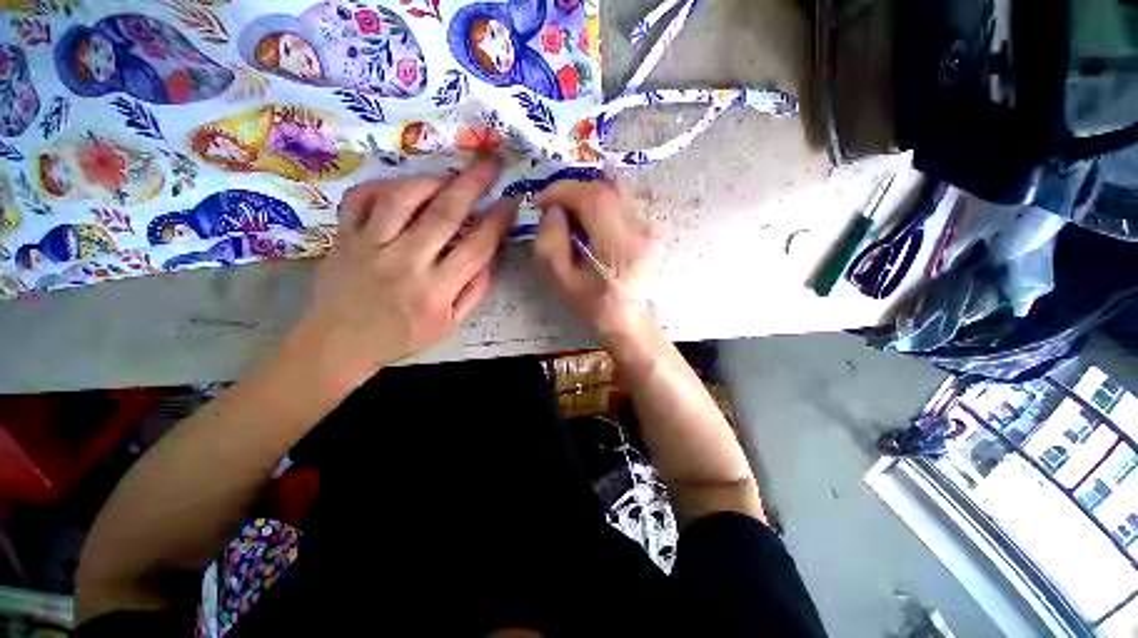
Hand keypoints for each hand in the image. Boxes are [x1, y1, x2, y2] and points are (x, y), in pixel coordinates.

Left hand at [292, 158, 516, 386]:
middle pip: (444, 214)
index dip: (498, 221)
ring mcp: (370, 246)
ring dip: (431, 180)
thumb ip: (474, 291)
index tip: (510, 201)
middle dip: (473, 183)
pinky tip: (403, 186)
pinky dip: (383, 184)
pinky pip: (361, 198)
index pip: (477, 247)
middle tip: (490, 162)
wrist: (340, 343)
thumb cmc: (402, 336)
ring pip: (402, 198)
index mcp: (435, 290)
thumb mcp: (449, 324)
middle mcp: (405, 262)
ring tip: (449, 175)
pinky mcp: (344, 236)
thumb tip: (490, 257)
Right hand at [534, 180, 657, 349]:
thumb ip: (550, 242)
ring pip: (615, 193)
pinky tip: (590, 225)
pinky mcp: (650, 229)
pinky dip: (600, 206)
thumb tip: (551, 210)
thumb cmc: (596, 306)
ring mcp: (650, 228)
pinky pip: (621, 204)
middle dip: (574, 191)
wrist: (631, 320)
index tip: (542, 201)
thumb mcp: (563, 281)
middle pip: (606, 189)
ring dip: (587, 197)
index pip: (594, 197)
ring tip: (571, 217)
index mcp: (620, 246)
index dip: (564, 190)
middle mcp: (641, 230)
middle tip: (555, 207)